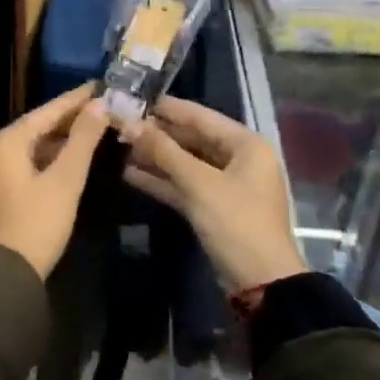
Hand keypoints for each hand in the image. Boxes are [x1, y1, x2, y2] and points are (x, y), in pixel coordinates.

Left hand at [0, 83, 109, 279]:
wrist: (4, 274)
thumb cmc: (36, 222)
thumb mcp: (65, 179)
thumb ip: (82, 139)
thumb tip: (99, 105)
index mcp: (8, 141)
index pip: (48, 110)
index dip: (77, 98)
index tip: (102, 85)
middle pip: (40, 125)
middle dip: (72, 118)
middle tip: (105, 106)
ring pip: (35, 145)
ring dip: (63, 138)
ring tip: (96, 128)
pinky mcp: (1, 189)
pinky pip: (29, 161)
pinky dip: (52, 157)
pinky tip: (74, 158)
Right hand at [121, 97, 307, 295]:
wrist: (261, 282)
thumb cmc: (236, 222)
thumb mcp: (199, 184)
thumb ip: (163, 151)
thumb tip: (129, 123)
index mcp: (245, 144)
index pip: (200, 116)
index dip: (166, 108)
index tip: (133, 97)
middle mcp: (238, 158)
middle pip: (192, 138)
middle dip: (157, 133)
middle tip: (120, 123)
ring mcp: (226, 184)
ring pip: (185, 163)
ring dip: (155, 157)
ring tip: (118, 146)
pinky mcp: (213, 207)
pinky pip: (184, 185)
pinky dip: (161, 180)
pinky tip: (129, 174)